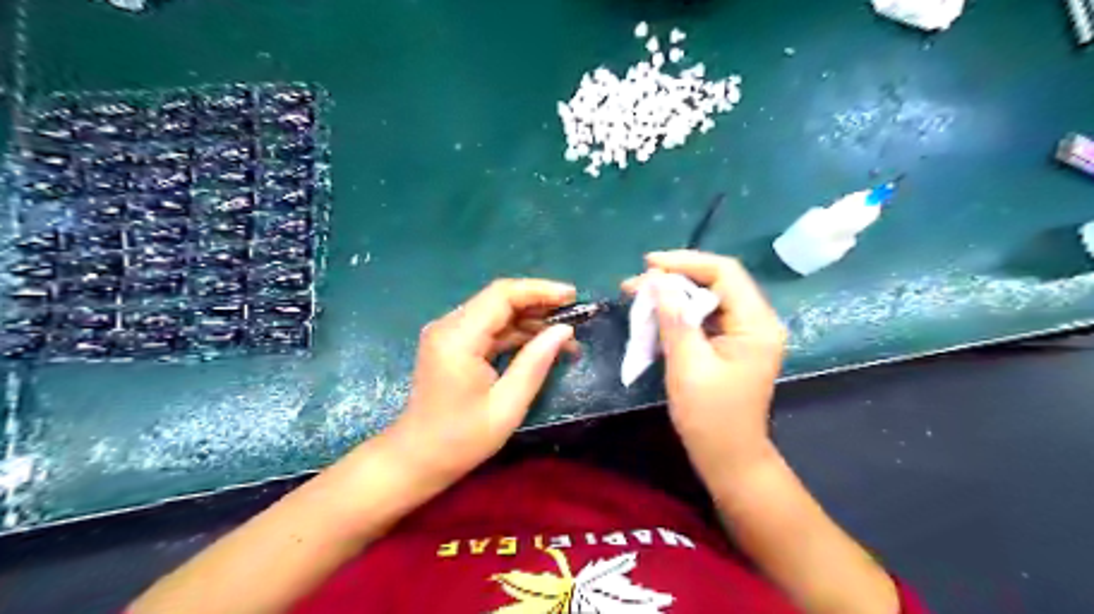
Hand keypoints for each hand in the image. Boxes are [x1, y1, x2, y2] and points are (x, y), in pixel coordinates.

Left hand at [394, 278, 579, 484]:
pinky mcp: (451, 343)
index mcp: (458, 338)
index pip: (502, 295)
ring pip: (495, 312)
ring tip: (564, 335)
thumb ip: (535, 363)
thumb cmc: (461, 439)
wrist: (416, 458)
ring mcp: (447, 333)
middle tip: (575, 315)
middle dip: (539, 303)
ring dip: (530, 319)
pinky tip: (540, 343)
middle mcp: (448, 326)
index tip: (573, 296)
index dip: (540, 290)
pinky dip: (515, 332)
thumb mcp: (507, 406)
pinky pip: (488, 327)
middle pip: (498, 298)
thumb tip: (564, 330)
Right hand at [625, 252, 787, 476]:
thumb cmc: (710, 416)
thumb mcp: (687, 364)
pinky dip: (678, 312)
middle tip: (635, 284)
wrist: (728, 458)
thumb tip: (656, 279)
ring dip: (673, 295)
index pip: (725, 272)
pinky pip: (704, 317)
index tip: (649, 264)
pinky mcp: (730, 344)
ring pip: (707, 298)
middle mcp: (756, 321)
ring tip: (637, 294)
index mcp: (756, 324)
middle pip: (716, 282)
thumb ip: (674, 317)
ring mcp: (744, 333)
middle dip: (674, 278)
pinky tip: (654, 314)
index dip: (686, 261)